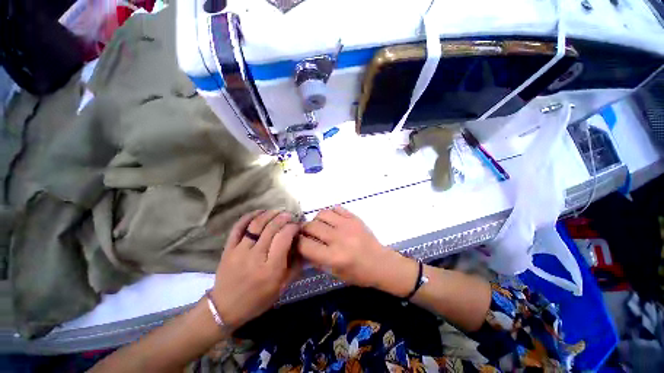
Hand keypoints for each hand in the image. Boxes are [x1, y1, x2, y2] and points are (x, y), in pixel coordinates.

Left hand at [210, 210, 300, 328]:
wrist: (225, 308)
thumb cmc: (258, 299)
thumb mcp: (282, 287)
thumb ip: (296, 266)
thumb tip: (303, 245)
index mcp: (271, 268)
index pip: (284, 237)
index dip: (293, 227)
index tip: (297, 226)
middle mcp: (256, 257)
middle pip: (271, 228)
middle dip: (284, 218)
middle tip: (290, 215)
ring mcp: (239, 251)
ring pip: (256, 224)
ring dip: (269, 214)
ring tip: (278, 211)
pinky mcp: (228, 248)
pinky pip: (238, 227)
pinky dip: (249, 216)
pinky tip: (260, 212)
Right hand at [298, 206, 416, 294]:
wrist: (381, 263)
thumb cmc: (358, 274)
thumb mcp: (335, 273)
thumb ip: (317, 259)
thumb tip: (303, 246)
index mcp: (334, 257)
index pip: (305, 244)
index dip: (297, 243)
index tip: (298, 242)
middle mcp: (339, 238)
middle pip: (311, 226)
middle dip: (305, 230)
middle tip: (308, 234)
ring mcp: (348, 225)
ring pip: (322, 213)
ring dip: (317, 220)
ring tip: (321, 226)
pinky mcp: (354, 218)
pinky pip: (336, 208)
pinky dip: (330, 213)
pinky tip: (333, 221)